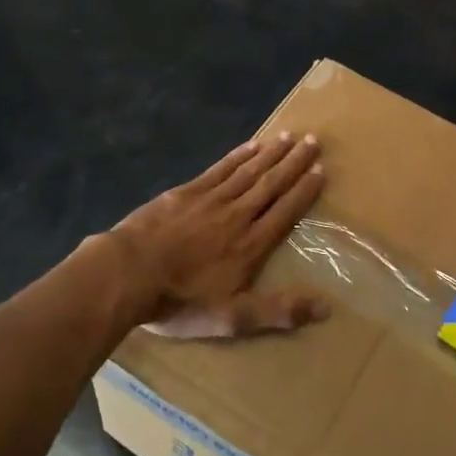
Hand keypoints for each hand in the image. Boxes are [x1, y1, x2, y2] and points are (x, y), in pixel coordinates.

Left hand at [112, 131, 328, 339]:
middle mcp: (237, 215)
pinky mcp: (186, 192)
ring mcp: (211, 200)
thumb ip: (279, 311)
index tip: (321, 170)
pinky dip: (238, 156)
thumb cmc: (180, 300)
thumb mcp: (233, 319)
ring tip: (290, 137)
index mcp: (251, 245)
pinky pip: (220, 169)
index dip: (305, 191)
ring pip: (249, 172)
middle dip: (294, 163)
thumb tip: (326, 307)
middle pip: (271, 184)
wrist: (128, 273)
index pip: (285, 212)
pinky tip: (251, 145)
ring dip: (271, 154)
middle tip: (313, 141)